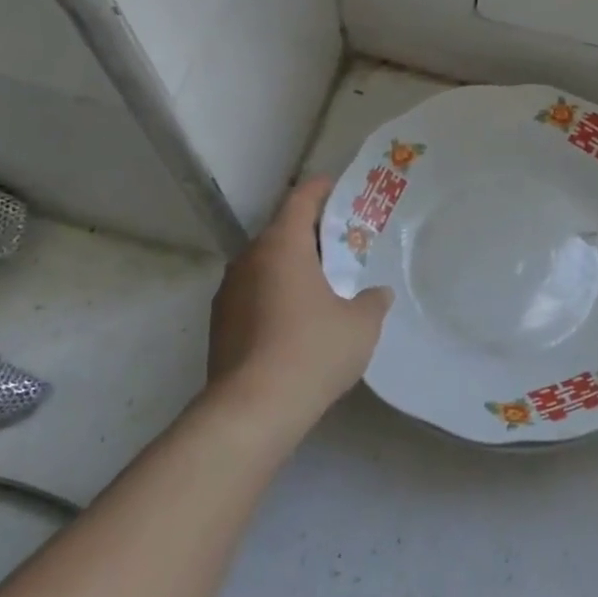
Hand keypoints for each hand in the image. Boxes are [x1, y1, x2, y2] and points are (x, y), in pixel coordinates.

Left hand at [207, 178, 392, 419]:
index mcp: (281, 246)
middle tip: (342, 244)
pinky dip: (275, 294)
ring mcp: (228, 292)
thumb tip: (377, 294)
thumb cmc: (312, 352)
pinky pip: (253, 294)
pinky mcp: (220, 323)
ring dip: (291, 267)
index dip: (321, 189)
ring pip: (265, 265)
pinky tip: (296, 320)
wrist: (253, 409)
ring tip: (321, 284)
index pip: (300, 200)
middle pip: (281, 232)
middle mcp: (248, 259)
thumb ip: (372, 302)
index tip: (339, 187)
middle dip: (311, 234)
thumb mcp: (360, 326)